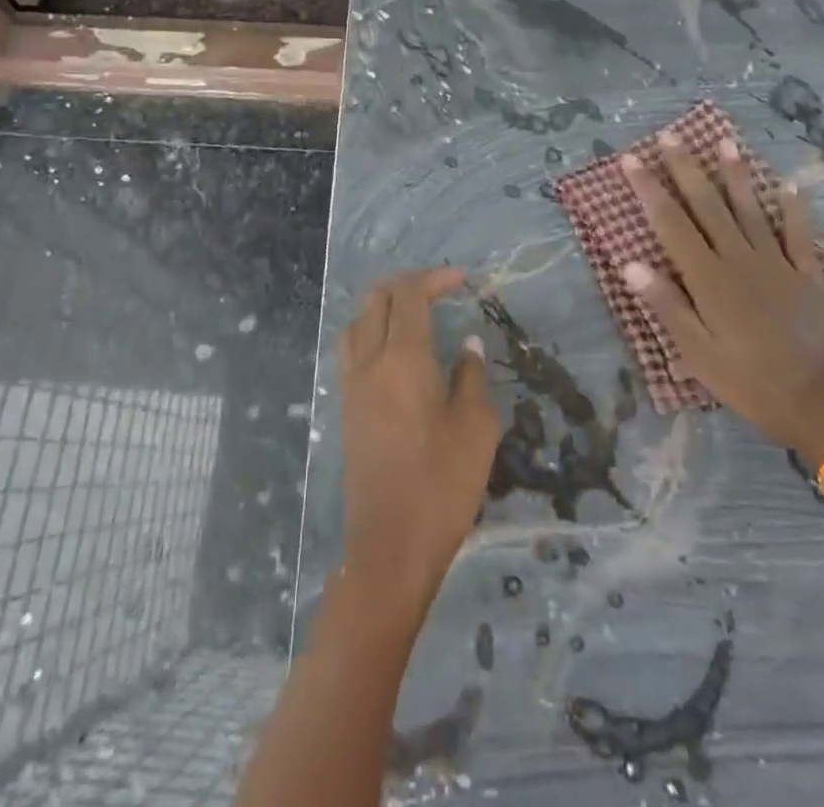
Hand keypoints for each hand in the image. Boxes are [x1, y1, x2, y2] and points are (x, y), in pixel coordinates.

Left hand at [338, 268, 501, 609]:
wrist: (390, 545)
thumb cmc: (443, 485)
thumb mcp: (476, 428)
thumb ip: (472, 377)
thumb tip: (468, 345)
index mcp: (402, 358)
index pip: (410, 296)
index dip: (434, 278)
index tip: (461, 279)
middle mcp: (369, 362)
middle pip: (377, 301)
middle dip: (407, 285)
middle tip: (440, 291)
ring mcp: (352, 386)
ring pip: (357, 323)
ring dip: (382, 307)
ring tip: (413, 314)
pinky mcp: (347, 409)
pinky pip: (352, 351)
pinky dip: (370, 333)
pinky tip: (394, 352)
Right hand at [620, 132, 823, 465]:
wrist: (823, 403)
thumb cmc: (750, 381)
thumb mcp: (697, 354)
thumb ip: (666, 305)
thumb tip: (630, 263)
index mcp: (709, 278)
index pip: (671, 223)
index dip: (649, 189)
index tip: (631, 159)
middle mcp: (740, 259)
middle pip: (708, 205)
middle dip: (686, 169)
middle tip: (670, 135)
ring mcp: (778, 263)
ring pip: (751, 210)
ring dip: (736, 175)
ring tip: (725, 143)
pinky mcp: (808, 275)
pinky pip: (800, 234)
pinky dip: (794, 209)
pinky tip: (791, 186)